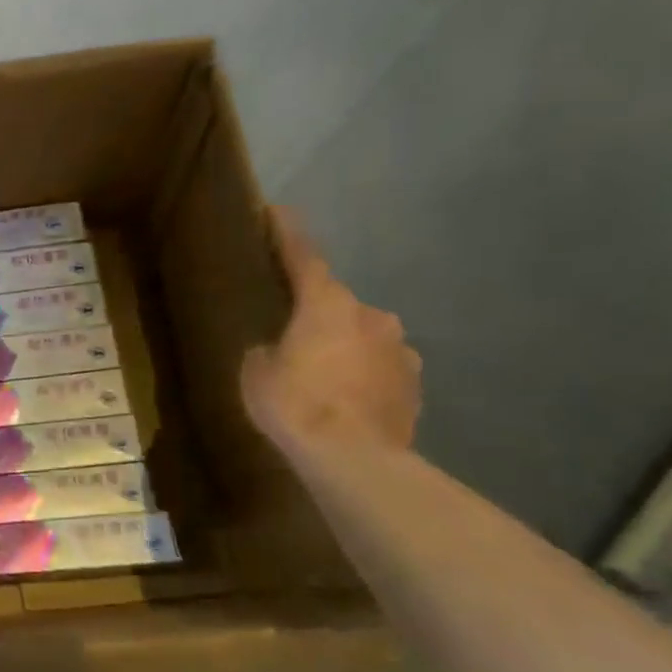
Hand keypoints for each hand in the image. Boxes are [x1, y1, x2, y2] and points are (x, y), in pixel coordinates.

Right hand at [241, 209, 421, 453]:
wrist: (356, 459)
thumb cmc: (295, 404)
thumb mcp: (256, 372)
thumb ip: (268, 350)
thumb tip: (280, 349)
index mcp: (327, 304)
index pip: (304, 257)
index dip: (288, 234)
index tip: (278, 211)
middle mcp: (371, 316)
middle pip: (336, 303)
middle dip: (316, 312)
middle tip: (291, 331)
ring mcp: (400, 350)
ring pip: (363, 336)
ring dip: (342, 345)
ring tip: (320, 373)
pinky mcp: (415, 384)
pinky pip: (380, 367)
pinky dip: (362, 375)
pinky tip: (345, 399)